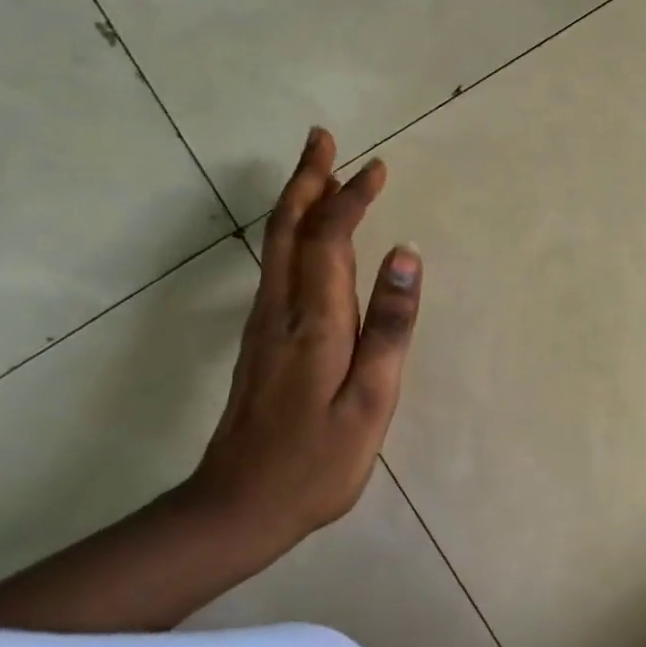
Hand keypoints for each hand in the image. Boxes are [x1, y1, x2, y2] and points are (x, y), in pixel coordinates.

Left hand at [188, 128, 422, 548]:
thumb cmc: (317, 461)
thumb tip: (407, 255)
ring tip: (318, 173)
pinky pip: (277, 266)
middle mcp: (282, 309)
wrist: (238, 507)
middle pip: (288, 228)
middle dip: (307, 179)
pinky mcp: (260, 341)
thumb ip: (390, 326)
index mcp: (315, 320)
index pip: (330, 238)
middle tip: (322, 138)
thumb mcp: (370, 401)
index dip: (352, 198)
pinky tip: (308, 238)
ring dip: (297, 201)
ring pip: (277, 245)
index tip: (378, 167)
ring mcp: (264, 325)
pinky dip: (294, 234)